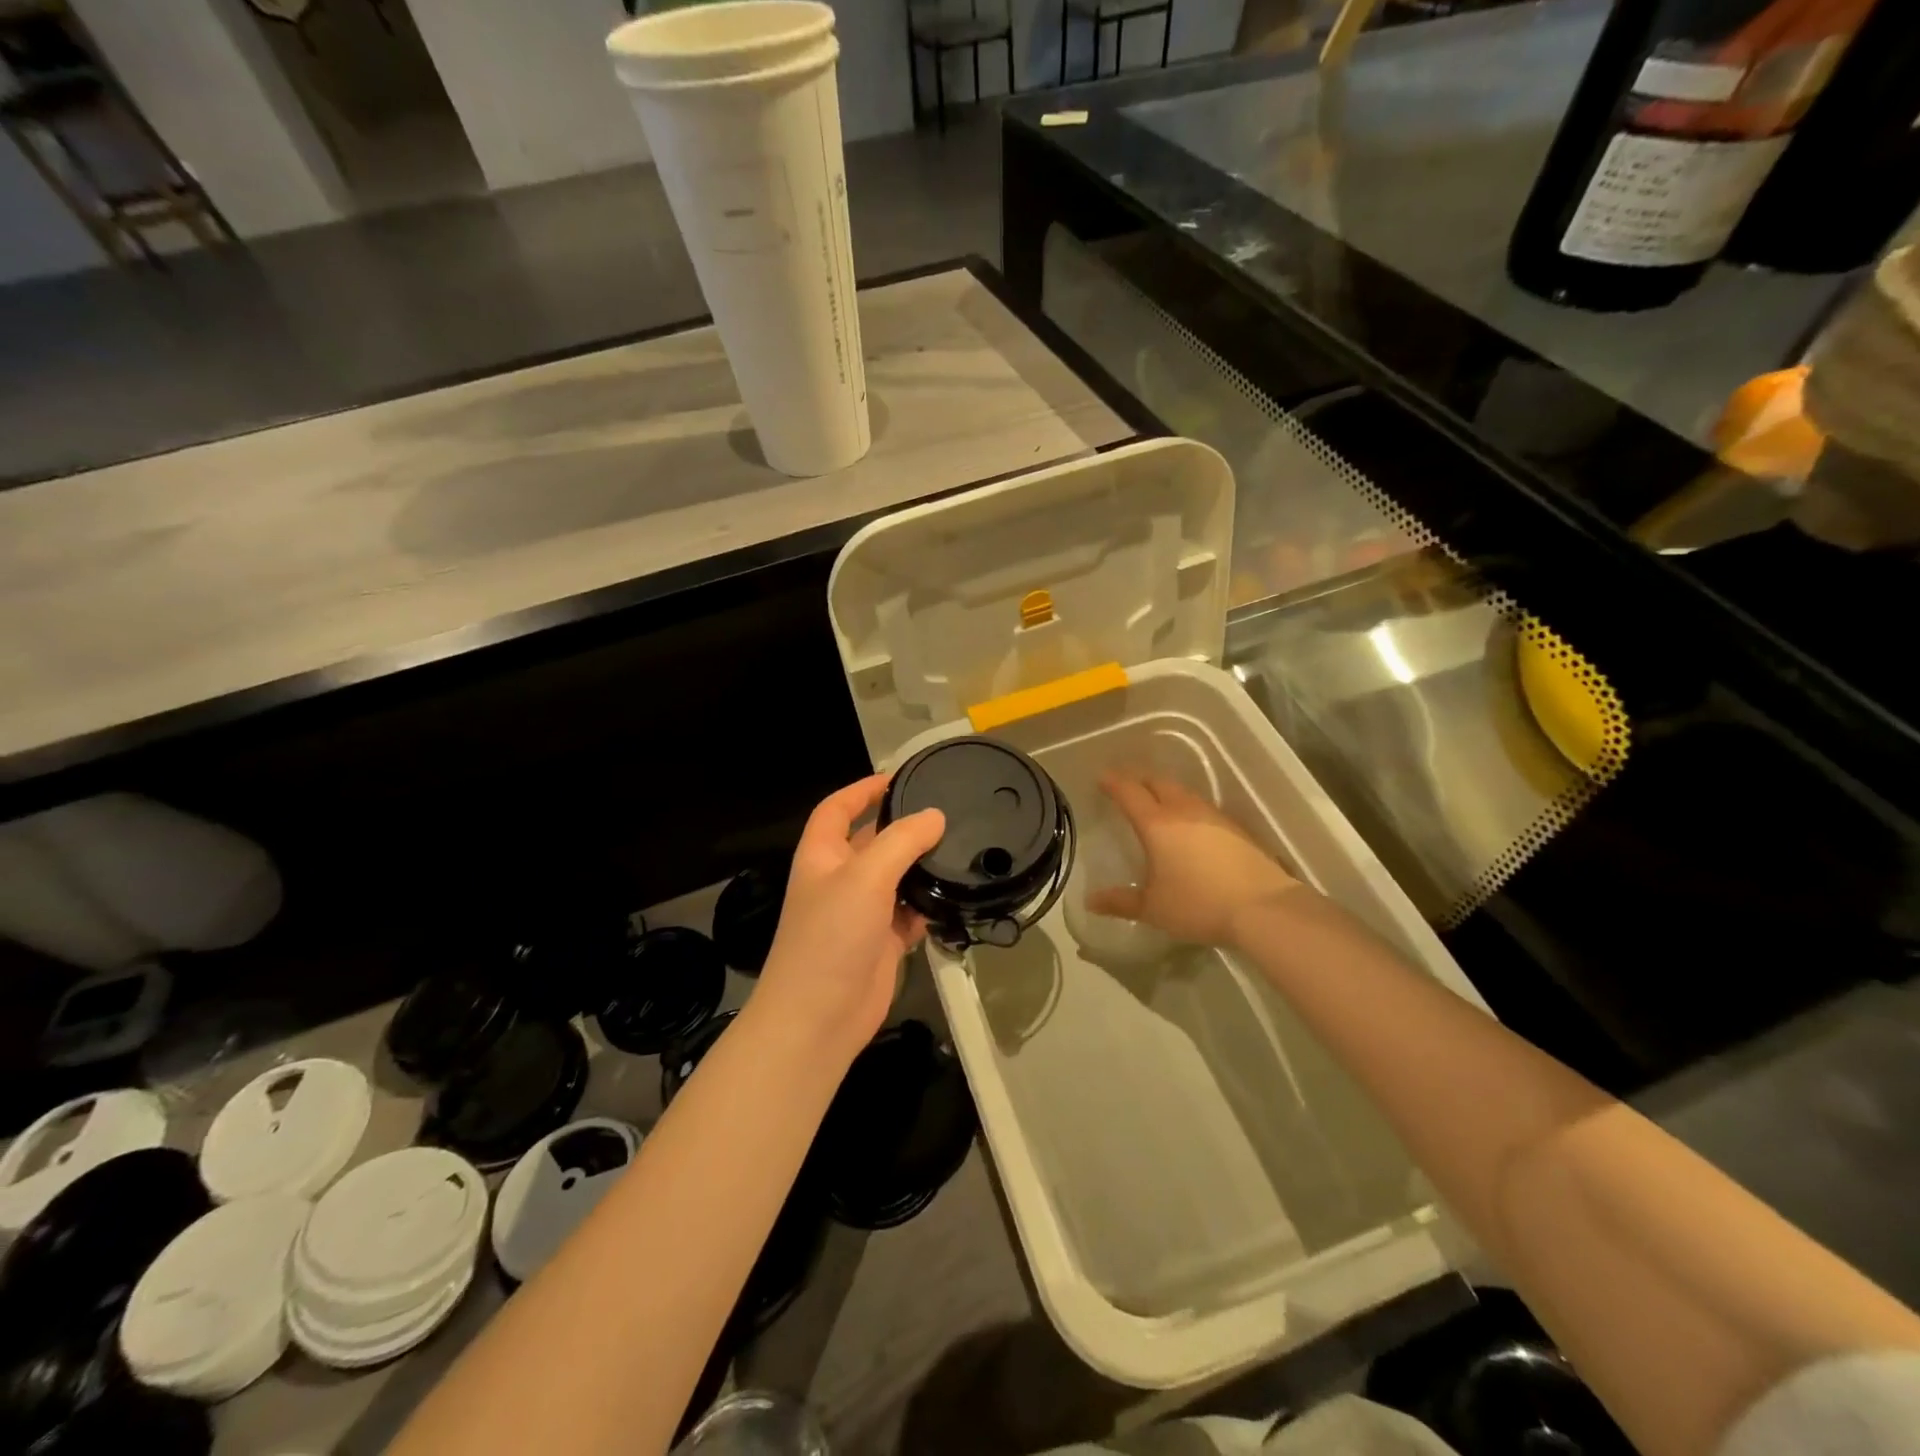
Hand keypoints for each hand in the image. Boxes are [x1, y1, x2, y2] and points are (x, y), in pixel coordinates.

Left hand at [754, 774, 945, 1061]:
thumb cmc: (832, 936)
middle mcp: (839, 879)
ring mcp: (860, 913)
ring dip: (919, 868)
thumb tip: (934, 816)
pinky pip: (907, 914)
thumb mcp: (866, 876)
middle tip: (946, 815)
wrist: (819, 1018)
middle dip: (902, 828)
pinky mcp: (881, 942)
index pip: (837, 808)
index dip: (862, 789)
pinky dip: (925, 907)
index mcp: (822, 855)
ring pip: (894, 878)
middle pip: (871, 841)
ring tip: (958, 850)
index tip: (898, 778)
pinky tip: (950, 899)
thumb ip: (902, 840)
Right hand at [1088, 771, 1301, 947]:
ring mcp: (1213, 817)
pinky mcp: (1236, 828)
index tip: (1102, 777)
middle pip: (1158, 782)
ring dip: (1165, 791)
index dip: (1113, 782)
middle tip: (1126, 784)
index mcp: (1157, 824)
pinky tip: (1190, 824)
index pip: (1129, 792)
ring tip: (1156, 800)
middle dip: (1139, 779)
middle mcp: (1184, 811)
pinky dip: (1187, 807)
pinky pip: (1202, 808)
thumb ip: (1121, 902)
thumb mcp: (1153, 908)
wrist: (1262, 908)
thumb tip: (1090, 901)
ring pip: (1183, 792)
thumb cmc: (1198, 904)